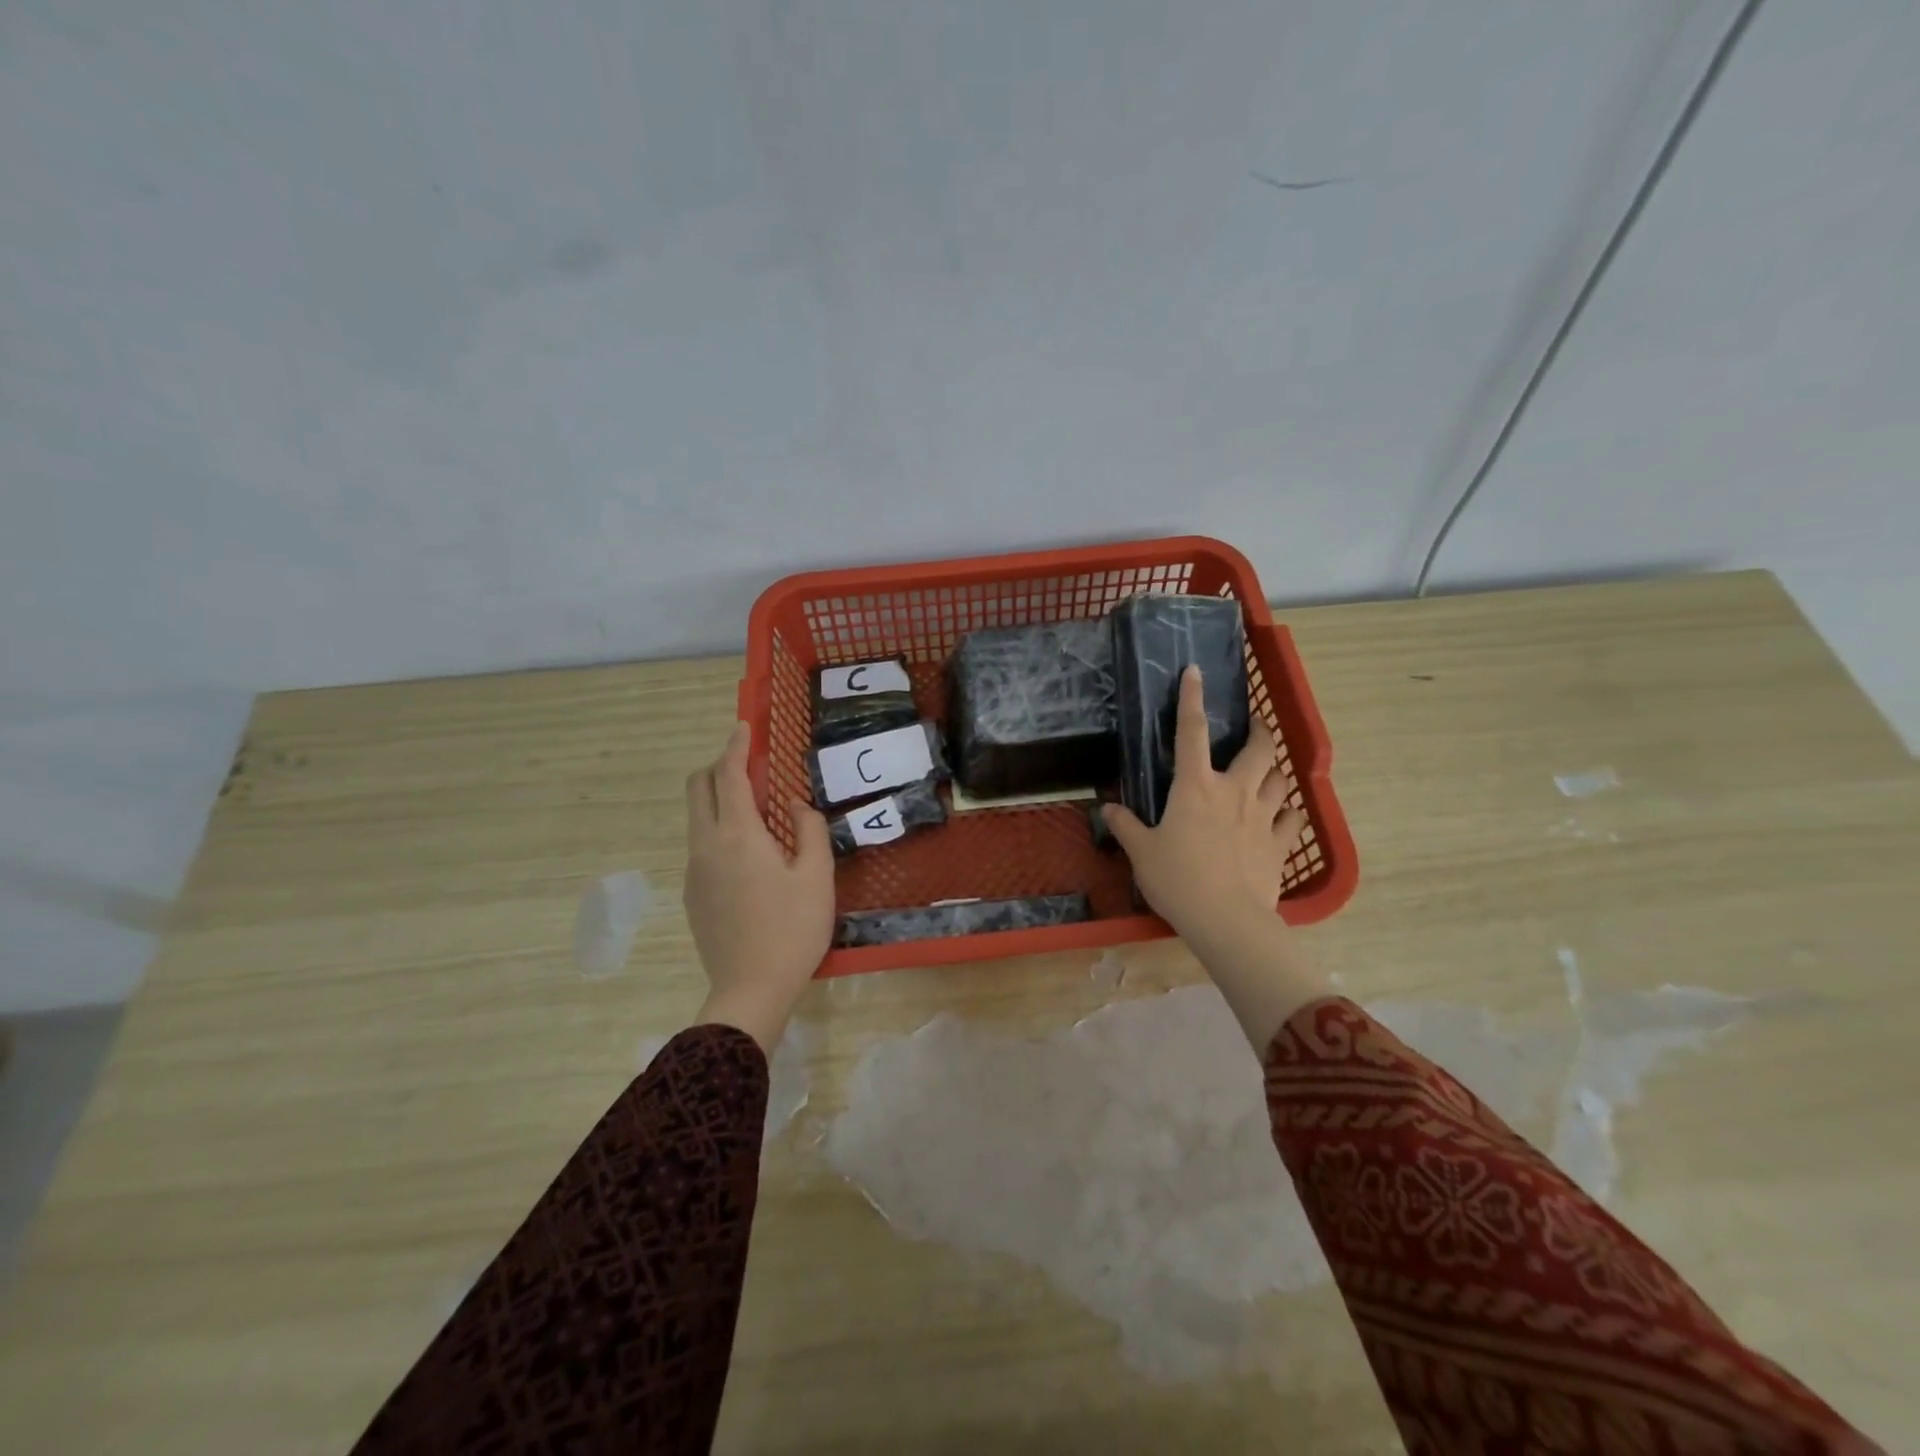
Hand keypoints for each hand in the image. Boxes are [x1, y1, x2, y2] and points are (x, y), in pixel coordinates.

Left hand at [683, 723, 834, 1052]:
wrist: (750, 990)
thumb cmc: (793, 929)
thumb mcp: (817, 876)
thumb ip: (809, 829)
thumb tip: (793, 806)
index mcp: (737, 835)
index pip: (729, 774)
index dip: (736, 746)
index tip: (743, 726)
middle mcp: (706, 845)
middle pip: (698, 788)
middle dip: (718, 766)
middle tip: (750, 765)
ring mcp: (694, 871)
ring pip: (697, 817)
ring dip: (719, 798)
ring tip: (758, 810)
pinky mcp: (693, 894)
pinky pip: (701, 845)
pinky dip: (718, 828)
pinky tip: (750, 854)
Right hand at [1101, 666, 1328, 1047]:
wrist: (1225, 919)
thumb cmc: (1177, 880)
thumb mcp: (1142, 852)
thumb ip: (1126, 826)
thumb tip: (1107, 807)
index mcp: (1195, 786)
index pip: (1191, 731)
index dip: (1191, 698)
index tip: (1195, 672)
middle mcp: (1234, 791)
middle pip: (1258, 748)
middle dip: (1259, 730)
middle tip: (1253, 726)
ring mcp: (1262, 816)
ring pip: (1279, 778)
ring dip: (1273, 769)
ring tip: (1265, 770)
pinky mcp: (1280, 844)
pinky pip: (1292, 819)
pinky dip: (1287, 812)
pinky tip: (1281, 816)